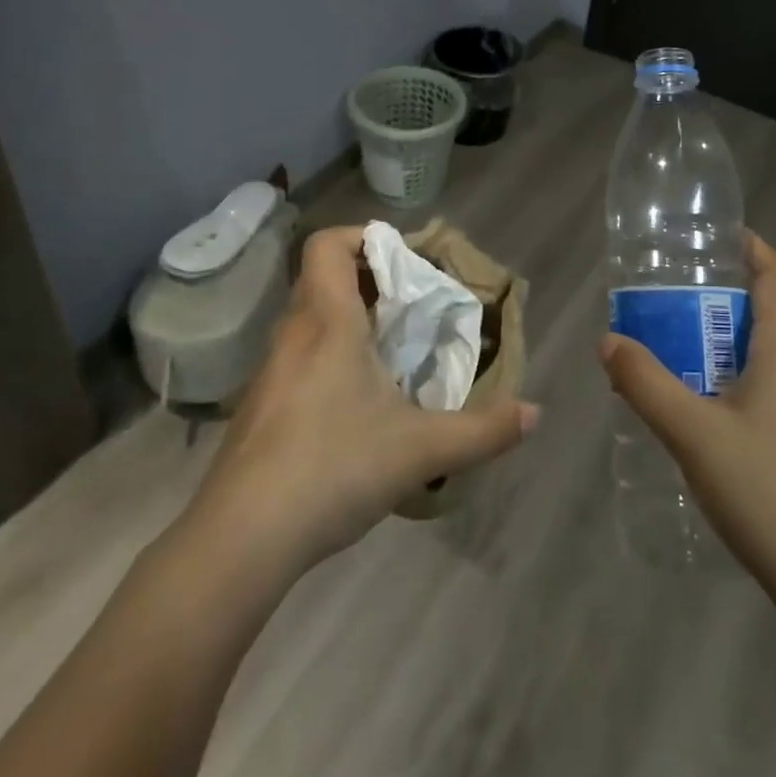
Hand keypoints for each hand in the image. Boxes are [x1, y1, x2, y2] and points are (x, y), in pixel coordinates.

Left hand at [184, 225, 537, 578]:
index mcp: (327, 321)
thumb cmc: (332, 468)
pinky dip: (329, 358)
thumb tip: (535, 414)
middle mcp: (293, 334)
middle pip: (323, 278)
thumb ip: (483, 431)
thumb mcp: (420, 450)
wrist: (240, 539)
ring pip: (310, 321)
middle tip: (411, 307)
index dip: (363, 236)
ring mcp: (270, 372)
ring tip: (391, 353)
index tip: (403, 259)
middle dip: (368, 281)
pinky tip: (356, 405)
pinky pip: (299, 358)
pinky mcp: (259, 408)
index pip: (328, 245)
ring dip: (349, 321)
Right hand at [599, 232, 775, 607]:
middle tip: (677, 298)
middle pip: (771, 317)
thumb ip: (646, 384)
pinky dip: (740, 380)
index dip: (756, 250)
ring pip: (771, 358)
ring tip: (682, 351)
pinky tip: (709, 413)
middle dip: (726, 299)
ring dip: (730, 343)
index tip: (724, 235)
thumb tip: (609, 342)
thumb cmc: (766, 490)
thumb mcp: (693, 433)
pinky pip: (774, 391)